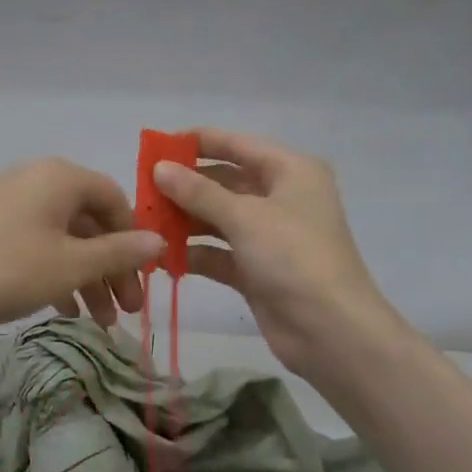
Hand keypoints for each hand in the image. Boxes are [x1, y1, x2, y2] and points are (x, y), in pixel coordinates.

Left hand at [0, 158, 163, 338]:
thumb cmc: (5, 270)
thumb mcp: (70, 266)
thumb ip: (119, 253)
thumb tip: (159, 241)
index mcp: (60, 177)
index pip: (115, 199)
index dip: (134, 239)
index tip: (144, 279)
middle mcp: (37, 180)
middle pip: (90, 222)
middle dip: (112, 268)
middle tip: (127, 312)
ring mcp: (9, 203)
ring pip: (63, 238)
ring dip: (86, 277)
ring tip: (100, 322)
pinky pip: (36, 245)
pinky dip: (55, 273)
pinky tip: (64, 310)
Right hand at [154, 127, 392, 383]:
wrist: (330, 329)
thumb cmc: (293, 257)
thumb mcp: (244, 217)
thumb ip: (198, 191)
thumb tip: (159, 167)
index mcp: (290, 171)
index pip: (237, 144)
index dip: (197, 142)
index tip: (155, 146)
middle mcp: (281, 197)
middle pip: (225, 182)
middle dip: (184, 188)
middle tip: (142, 192)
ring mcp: (269, 236)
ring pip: (219, 219)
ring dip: (185, 222)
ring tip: (144, 225)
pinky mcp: (257, 270)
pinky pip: (220, 253)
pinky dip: (195, 254)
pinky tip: (162, 257)